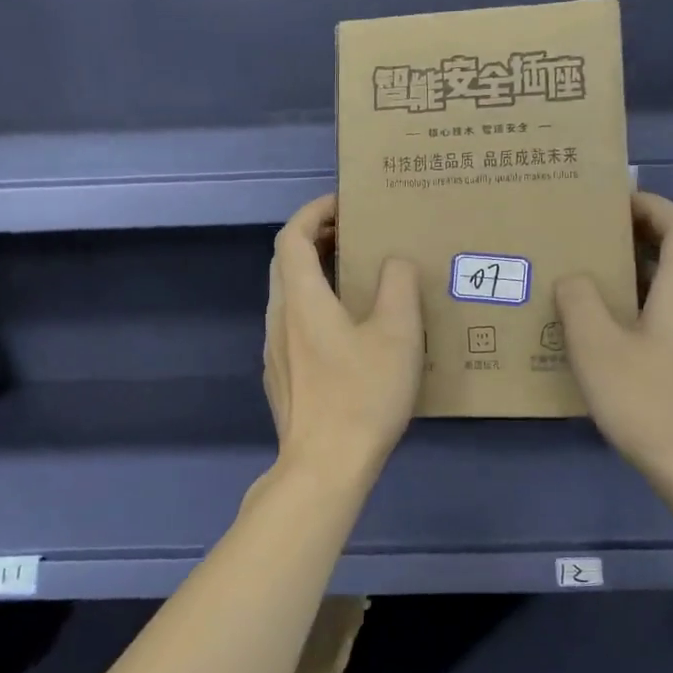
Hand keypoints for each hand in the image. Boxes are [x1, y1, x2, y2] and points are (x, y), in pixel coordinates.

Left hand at [264, 195, 422, 480]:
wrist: (323, 467)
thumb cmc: (361, 395)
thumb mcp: (397, 335)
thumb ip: (398, 286)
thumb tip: (393, 263)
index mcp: (301, 299)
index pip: (292, 236)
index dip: (314, 212)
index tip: (344, 205)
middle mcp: (278, 319)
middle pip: (286, 263)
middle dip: (316, 240)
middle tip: (354, 237)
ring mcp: (274, 351)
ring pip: (288, 295)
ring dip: (315, 275)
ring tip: (355, 279)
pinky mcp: (281, 378)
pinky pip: (293, 325)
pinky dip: (314, 307)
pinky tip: (346, 332)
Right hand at [556, 192, 672, 494]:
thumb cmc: (651, 403)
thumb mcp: (599, 349)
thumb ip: (581, 304)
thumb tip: (574, 278)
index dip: (654, 206)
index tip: (615, 201)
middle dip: (649, 230)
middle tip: (603, 231)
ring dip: (645, 267)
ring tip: (596, 270)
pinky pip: (668, 314)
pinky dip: (641, 303)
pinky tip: (606, 324)